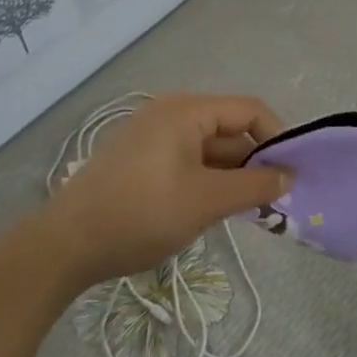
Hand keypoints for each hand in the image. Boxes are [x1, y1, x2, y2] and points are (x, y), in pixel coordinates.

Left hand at [39, 93, 292, 287]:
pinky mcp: (140, 160)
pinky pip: (188, 161)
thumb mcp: (206, 201)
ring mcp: (152, 137)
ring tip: (248, 211)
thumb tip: (289, 177)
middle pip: (229, 129)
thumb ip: (254, 186)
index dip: (277, 137)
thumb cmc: (141, 214)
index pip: (249, 110)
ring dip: (232, 175)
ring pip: (209, 149)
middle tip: (274, 200)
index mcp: (186, 111)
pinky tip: (212, 210)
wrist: (65, 245)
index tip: (292, 174)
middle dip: (254, 162)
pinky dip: (207, 180)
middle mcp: (170, 114)